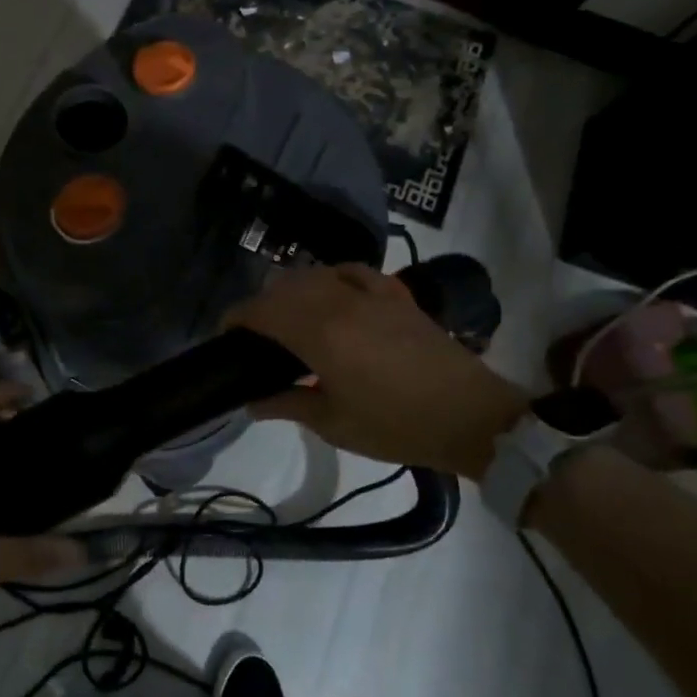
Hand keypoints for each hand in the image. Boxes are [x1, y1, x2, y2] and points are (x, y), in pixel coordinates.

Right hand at [226, 264, 528, 477]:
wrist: (470, 416)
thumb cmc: (396, 425)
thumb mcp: (335, 424)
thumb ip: (288, 405)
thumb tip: (253, 402)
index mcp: (319, 334)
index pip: (262, 310)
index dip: (237, 318)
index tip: (226, 335)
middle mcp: (339, 302)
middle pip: (283, 288)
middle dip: (260, 305)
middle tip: (255, 336)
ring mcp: (370, 293)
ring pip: (314, 275)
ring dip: (290, 291)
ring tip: (288, 317)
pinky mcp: (395, 294)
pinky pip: (352, 271)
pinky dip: (330, 277)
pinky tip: (331, 293)